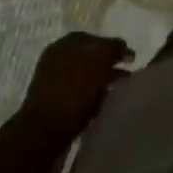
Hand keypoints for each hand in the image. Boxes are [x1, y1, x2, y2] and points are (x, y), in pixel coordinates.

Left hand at [18, 32, 134, 141]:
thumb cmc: (72, 92)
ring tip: (118, 94)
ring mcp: (52, 84)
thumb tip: (123, 47)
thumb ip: (113, 48)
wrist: (42, 135)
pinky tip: (101, 108)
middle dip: (109, 66)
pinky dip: (91, 100)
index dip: (114, 46)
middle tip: (128, 78)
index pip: (94, 38)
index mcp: (64, 44)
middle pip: (89, 58)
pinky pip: (77, 97)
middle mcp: (56, 60)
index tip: (131, 59)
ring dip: (101, 84)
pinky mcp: (52, 107)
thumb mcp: (99, 61)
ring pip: (84, 79)